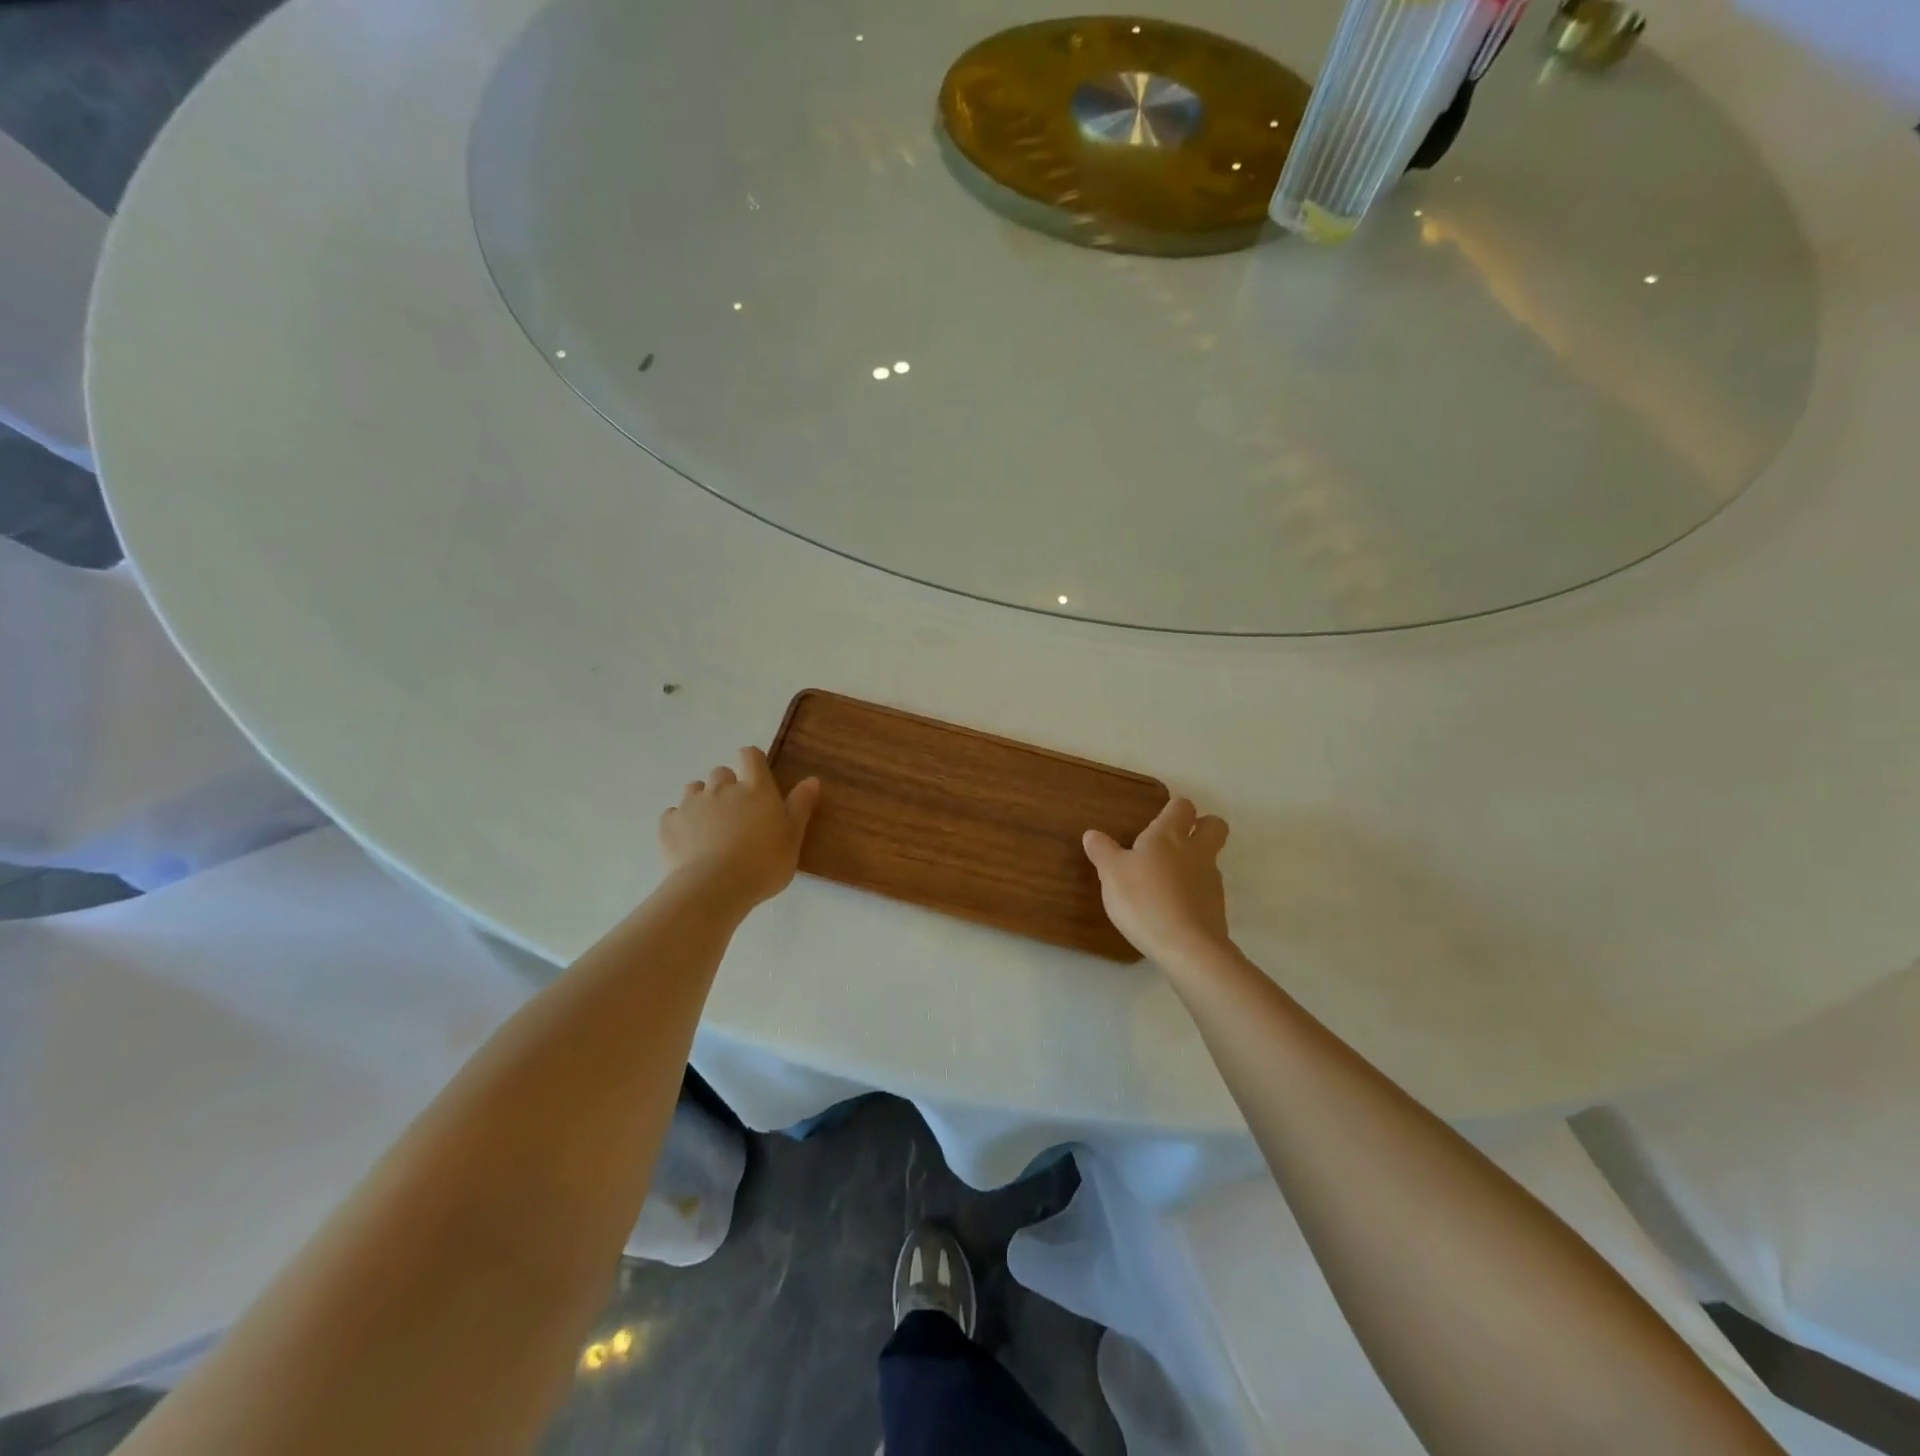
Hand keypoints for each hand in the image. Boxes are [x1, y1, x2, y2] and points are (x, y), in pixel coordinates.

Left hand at [659, 748, 819, 910]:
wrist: (714, 888)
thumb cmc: (763, 863)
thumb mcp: (792, 838)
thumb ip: (800, 806)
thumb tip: (811, 779)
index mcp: (755, 789)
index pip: (750, 756)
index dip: (751, 761)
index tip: (755, 777)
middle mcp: (722, 788)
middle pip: (721, 772)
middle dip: (726, 786)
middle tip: (735, 813)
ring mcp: (692, 804)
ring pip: (694, 789)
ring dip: (702, 800)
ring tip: (709, 827)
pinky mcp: (668, 824)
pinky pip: (673, 814)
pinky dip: (680, 823)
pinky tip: (688, 843)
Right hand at [1084, 798, 1231, 967]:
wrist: (1186, 946)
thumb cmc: (1144, 899)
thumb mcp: (1111, 874)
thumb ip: (1103, 851)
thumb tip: (1092, 834)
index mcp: (1169, 835)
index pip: (1182, 806)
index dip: (1174, 809)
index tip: (1159, 818)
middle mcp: (1196, 851)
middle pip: (1215, 826)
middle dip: (1202, 826)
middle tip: (1178, 840)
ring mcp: (1211, 880)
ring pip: (1210, 860)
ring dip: (1194, 864)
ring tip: (1165, 883)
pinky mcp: (1217, 908)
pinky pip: (1206, 891)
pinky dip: (1193, 894)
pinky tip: (1171, 909)